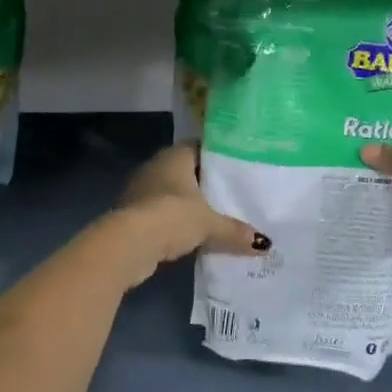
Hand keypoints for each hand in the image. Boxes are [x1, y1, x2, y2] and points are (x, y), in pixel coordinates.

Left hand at [93, 143, 263, 289]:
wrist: (128, 244)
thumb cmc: (171, 216)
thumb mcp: (209, 224)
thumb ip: (234, 230)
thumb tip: (264, 243)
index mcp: (175, 156)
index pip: (200, 147)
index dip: (218, 157)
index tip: (236, 168)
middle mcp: (156, 166)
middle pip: (186, 170)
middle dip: (204, 183)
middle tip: (230, 194)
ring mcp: (140, 189)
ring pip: (171, 192)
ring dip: (187, 204)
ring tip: (213, 216)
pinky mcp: (131, 213)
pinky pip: (159, 212)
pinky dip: (173, 221)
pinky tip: (189, 234)